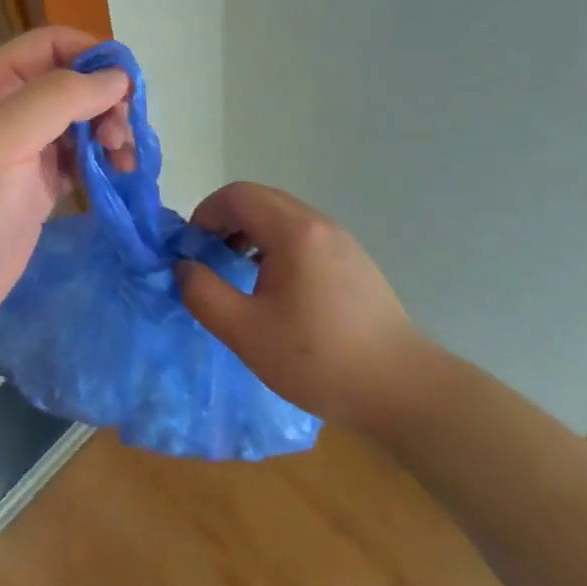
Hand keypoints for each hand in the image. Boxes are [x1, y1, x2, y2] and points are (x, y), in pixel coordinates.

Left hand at [0, 27, 131, 338]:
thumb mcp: (3, 136)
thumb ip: (60, 97)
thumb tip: (117, 78)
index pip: (53, 43)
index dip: (93, 54)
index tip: (127, 86)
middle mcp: (12, 106)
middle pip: (75, 80)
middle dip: (106, 99)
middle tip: (121, 134)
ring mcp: (28, 146)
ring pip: (84, 118)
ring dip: (111, 130)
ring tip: (123, 159)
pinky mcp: (42, 183)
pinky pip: (83, 157)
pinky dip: (105, 159)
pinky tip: (117, 174)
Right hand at [177, 182, 423, 429]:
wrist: (402, 390)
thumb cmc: (317, 359)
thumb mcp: (245, 332)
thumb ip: (203, 294)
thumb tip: (184, 267)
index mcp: (294, 231)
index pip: (237, 195)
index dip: (205, 214)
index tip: (192, 250)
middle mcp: (319, 224)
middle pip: (261, 200)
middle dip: (226, 222)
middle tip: (209, 260)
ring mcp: (342, 241)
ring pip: (283, 218)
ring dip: (251, 234)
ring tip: (238, 274)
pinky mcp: (354, 262)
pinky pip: (304, 237)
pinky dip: (277, 247)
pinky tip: (275, 290)